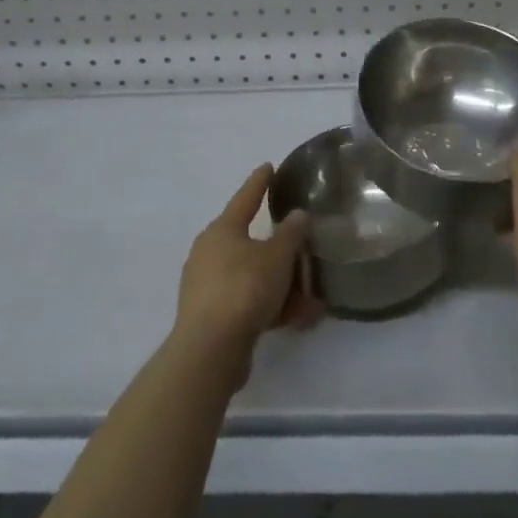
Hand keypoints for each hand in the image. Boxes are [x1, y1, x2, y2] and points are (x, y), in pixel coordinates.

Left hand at [173, 165, 321, 381]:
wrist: (210, 350)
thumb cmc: (245, 288)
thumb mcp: (278, 256)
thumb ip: (291, 233)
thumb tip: (296, 215)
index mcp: (222, 230)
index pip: (245, 198)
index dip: (259, 182)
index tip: (268, 167)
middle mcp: (209, 252)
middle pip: (250, 243)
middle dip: (280, 250)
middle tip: (302, 248)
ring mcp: (207, 286)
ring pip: (252, 276)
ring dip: (281, 285)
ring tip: (311, 298)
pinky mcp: (210, 317)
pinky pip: (247, 302)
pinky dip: (271, 306)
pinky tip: (297, 319)